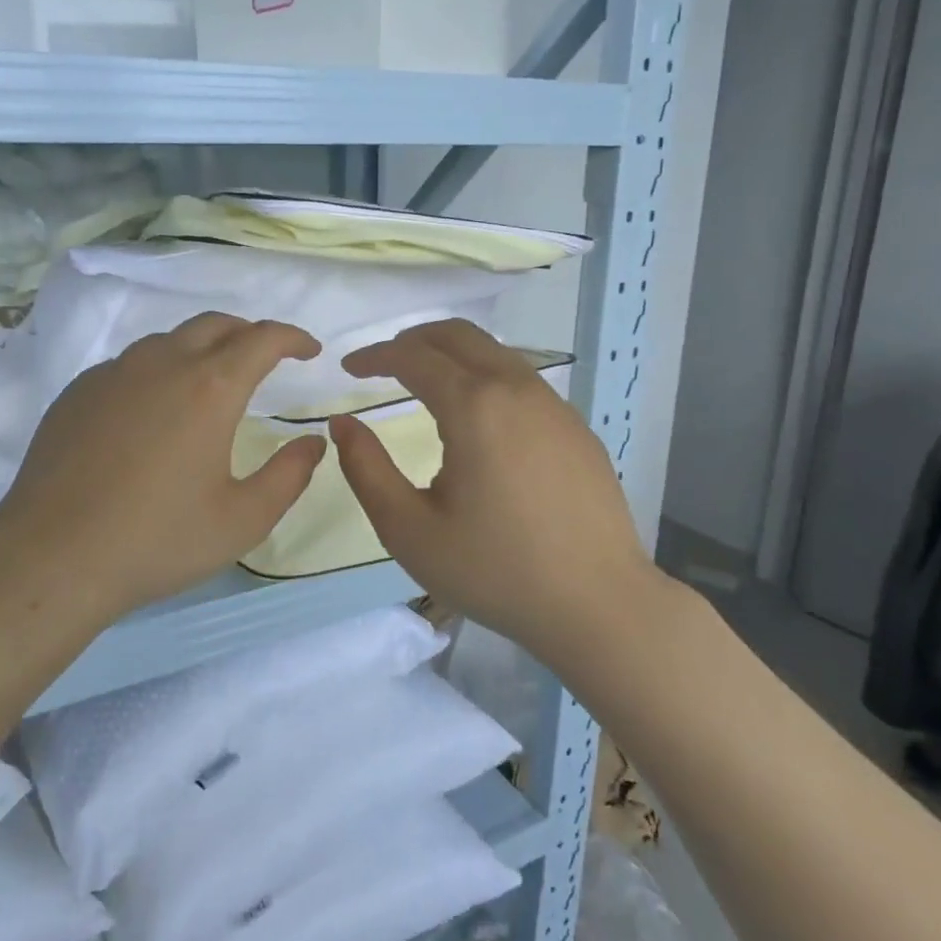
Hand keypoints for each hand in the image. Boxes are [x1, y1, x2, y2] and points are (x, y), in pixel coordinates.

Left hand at [0, 314, 326, 627]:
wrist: (52, 558)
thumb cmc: (158, 541)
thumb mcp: (243, 520)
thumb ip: (289, 475)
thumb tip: (313, 442)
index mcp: (209, 388)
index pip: (262, 339)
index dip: (292, 338)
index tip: (309, 350)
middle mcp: (161, 365)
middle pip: (215, 324)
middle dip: (248, 334)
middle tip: (265, 359)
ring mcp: (112, 374)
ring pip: (168, 340)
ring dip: (201, 348)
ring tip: (210, 382)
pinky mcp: (77, 392)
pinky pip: (129, 364)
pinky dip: (157, 370)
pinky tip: (153, 410)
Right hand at [328, 320, 671, 664]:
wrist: (598, 605)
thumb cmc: (494, 570)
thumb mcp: (409, 529)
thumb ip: (366, 469)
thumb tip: (343, 424)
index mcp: (474, 406)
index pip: (413, 356)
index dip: (374, 356)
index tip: (348, 369)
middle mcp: (517, 389)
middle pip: (458, 335)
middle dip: (413, 339)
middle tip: (382, 364)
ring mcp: (554, 406)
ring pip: (495, 353)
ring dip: (452, 355)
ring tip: (424, 384)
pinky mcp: (577, 428)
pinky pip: (522, 381)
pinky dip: (485, 378)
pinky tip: (478, 421)